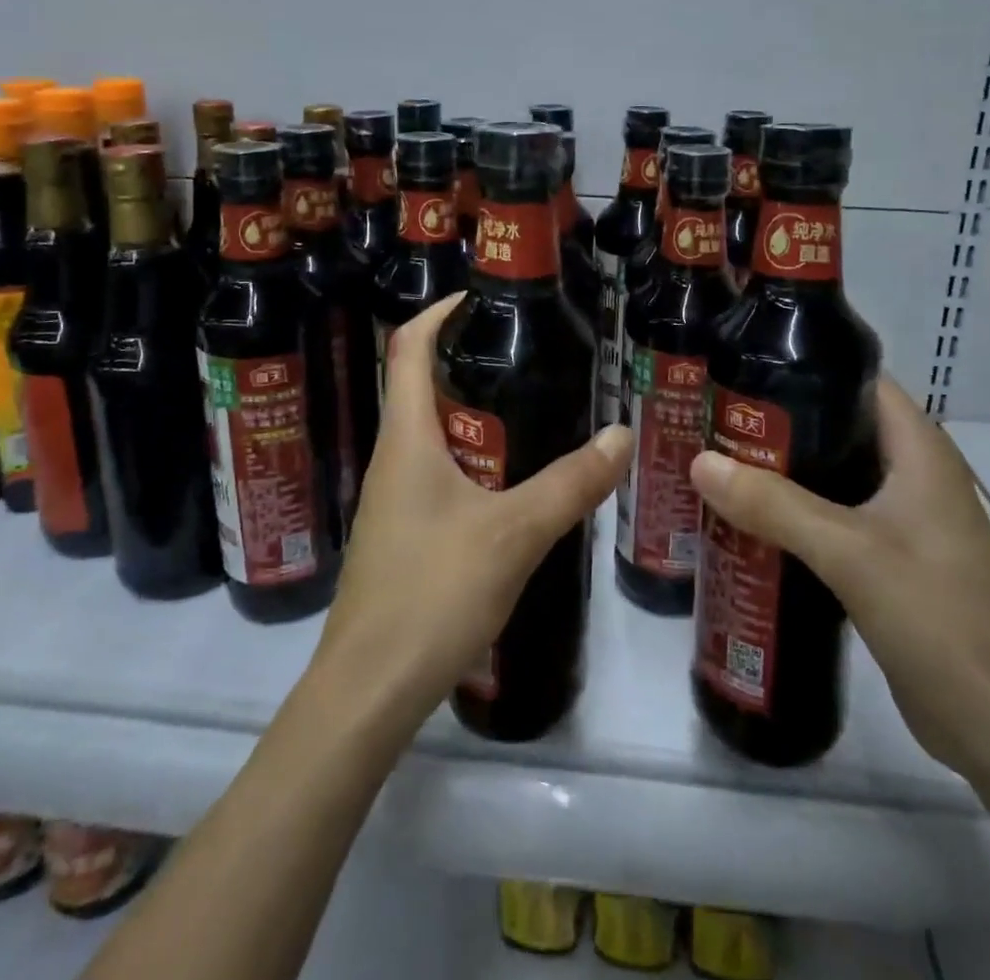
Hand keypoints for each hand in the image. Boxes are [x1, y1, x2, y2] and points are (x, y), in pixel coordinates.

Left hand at [313, 293, 631, 729]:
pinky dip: (469, 461)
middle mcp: (390, 460)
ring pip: (429, 436)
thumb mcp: (514, 533)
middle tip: (524, 355)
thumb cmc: (432, 594)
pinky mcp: (399, 537)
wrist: (368, 692)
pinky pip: (434, 476)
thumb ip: (570, 484)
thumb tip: (622, 433)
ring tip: (527, 411)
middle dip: (465, 362)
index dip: (437, 312)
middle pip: (417, 387)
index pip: (407, 348)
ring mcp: (390, 502)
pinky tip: (507, 486)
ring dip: (470, 415)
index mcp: (405, 440)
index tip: (478, 296)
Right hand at [689, 376, 989, 785]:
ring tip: (718, 465)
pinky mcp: (892, 562)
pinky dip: (794, 514)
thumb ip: (774, 504)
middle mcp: (914, 476)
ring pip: (833, 477)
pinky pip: (834, 520)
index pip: (859, 382)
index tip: (741, 370)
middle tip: (713, 421)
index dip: (804, 368)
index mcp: (920, 452)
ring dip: (782, 473)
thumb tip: (700, 461)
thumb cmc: (939, 618)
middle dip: (778, 424)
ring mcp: (905, 522)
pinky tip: (748, 522)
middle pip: (838, 428)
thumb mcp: (850, 552)